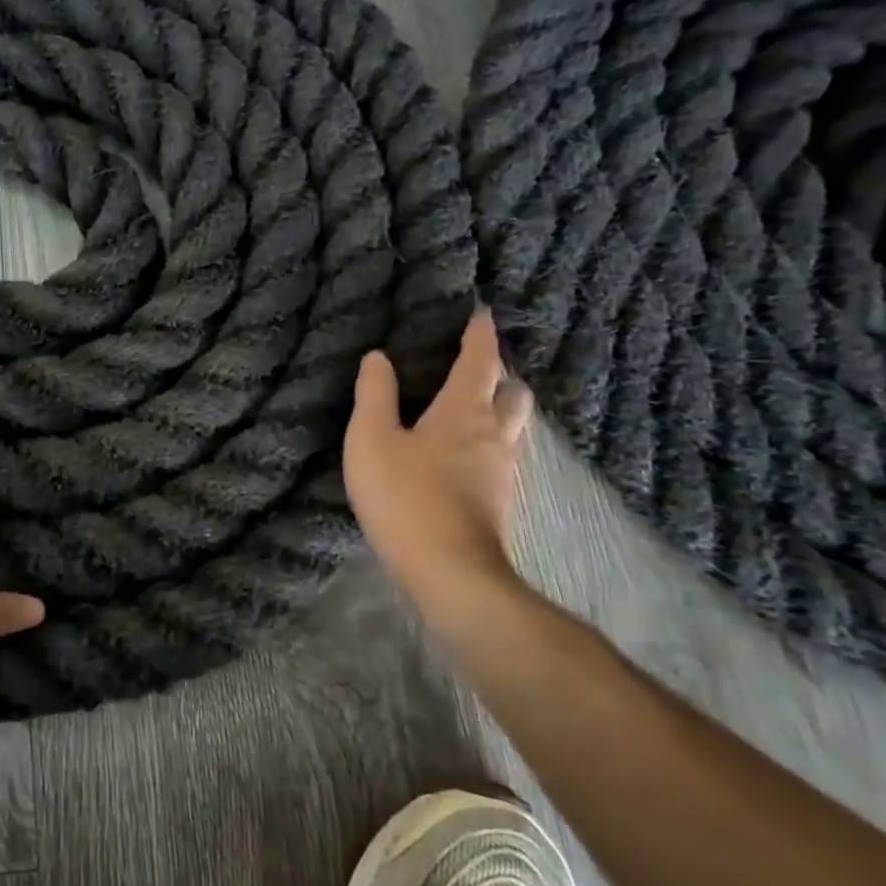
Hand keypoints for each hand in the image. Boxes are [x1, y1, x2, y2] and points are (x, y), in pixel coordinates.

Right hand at [344, 309, 533, 618]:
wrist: (448, 572)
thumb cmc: (405, 497)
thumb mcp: (372, 440)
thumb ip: (375, 395)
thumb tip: (379, 357)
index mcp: (464, 412)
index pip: (480, 361)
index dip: (480, 335)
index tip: (482, 313)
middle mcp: (493, 435)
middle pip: (513, 394)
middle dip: (500, 375)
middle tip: (476, 369)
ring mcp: (502, 472)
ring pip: (513, 428)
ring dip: (499, 411)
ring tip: (471, 410)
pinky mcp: (498, 502)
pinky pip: (502, 456)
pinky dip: (490, 443)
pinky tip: (465, 456)